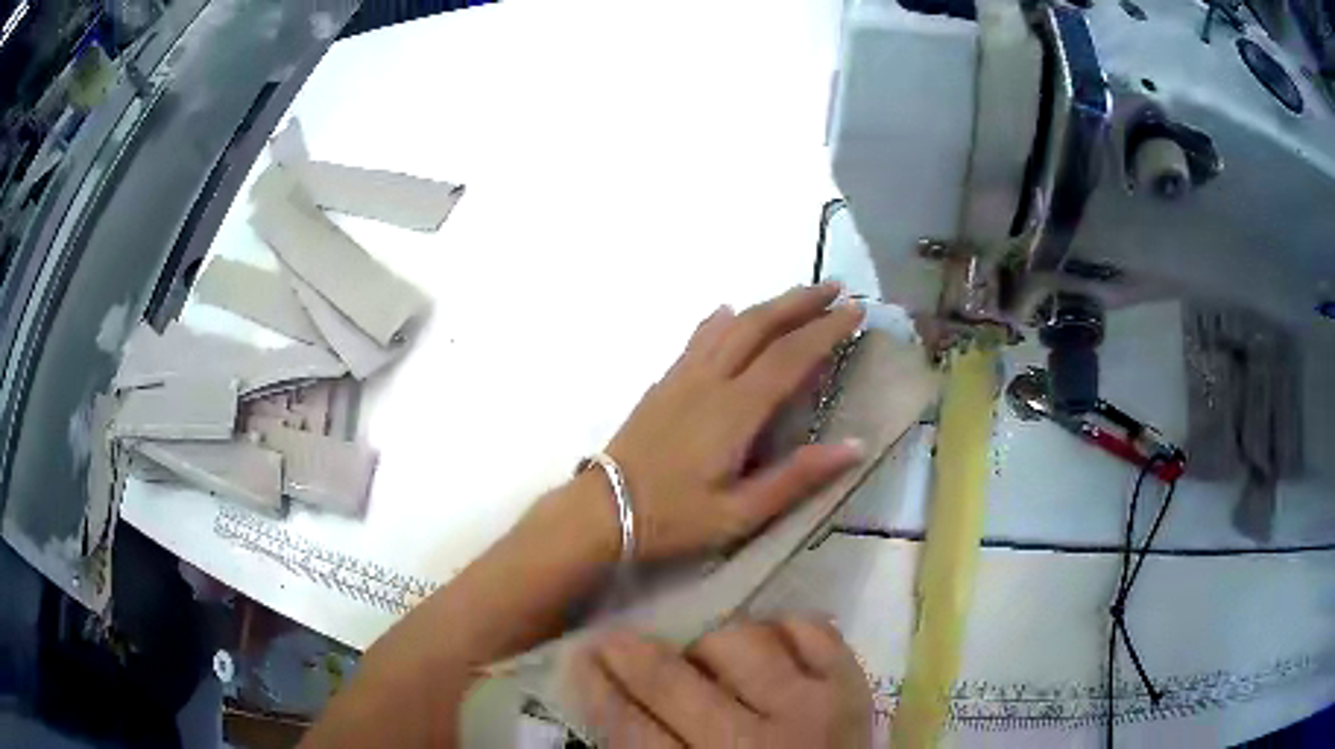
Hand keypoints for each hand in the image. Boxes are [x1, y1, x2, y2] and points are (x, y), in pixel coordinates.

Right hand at [571, 618, 873, 747]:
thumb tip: (613, 700)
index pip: (629, 727)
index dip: (597, 688)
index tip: (578, 657)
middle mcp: (752, 743)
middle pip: (672, 681)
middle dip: (629, 653)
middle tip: (612, 638)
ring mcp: (809, 708)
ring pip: (739, 642)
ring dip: (711, 644)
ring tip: (706, 658)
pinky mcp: (852, 684)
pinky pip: (809, 629)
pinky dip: (782, 628)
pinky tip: (768, 645)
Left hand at [602, 283, 864, 560]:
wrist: (602, 509)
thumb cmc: (673, 518)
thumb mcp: (741, 513)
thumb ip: (797, 477)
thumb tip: (855, 446)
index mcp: (735, 410)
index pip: (791, 357)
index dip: (826, 331)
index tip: (855, 311)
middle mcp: (710, 380)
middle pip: (760, 326)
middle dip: (801, 303)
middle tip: (836, 289)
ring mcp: (683, 377)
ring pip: (730, 325)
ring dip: (767, 305)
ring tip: (797, 296)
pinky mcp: (664, 383)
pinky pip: (698, 339)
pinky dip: (721, 321)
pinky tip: (728, 313)